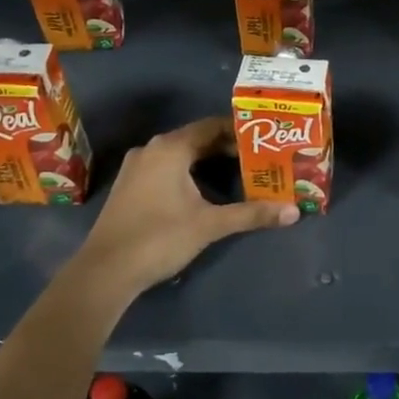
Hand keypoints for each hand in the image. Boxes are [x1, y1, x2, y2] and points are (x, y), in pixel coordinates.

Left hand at [63, 117, 296, 304]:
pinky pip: (166, 168)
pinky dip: (189, 172)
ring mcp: (137, 168)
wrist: (104, 273)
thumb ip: (252, 214)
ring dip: (208, 161)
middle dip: (228, 147)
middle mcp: (151, 149)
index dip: (240, 130)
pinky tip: (207, 190)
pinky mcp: (130, 187)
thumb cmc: (159, 238)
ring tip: (240, 172)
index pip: (212, 126)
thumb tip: (294, 212)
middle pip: (197, 139)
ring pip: (181, 154)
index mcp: (170, 148)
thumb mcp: (210, 225)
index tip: (266, 138)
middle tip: (259, 157)